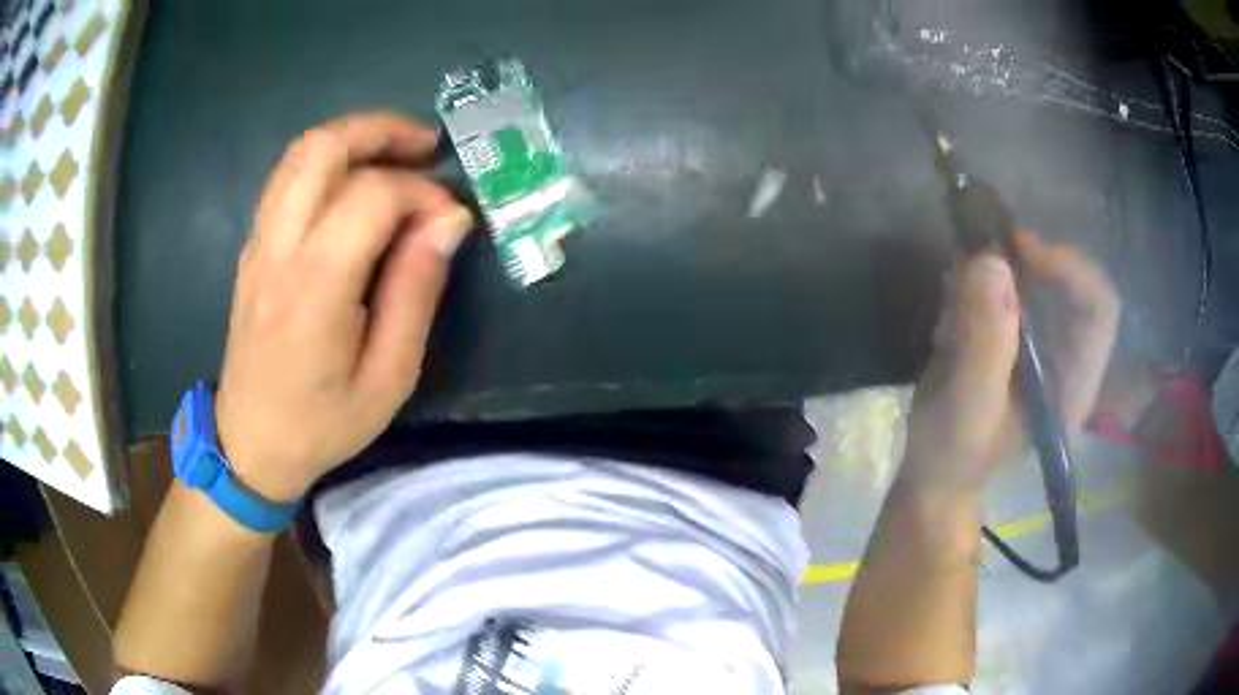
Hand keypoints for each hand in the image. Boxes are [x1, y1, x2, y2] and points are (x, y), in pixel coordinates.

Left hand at [214, 112, 473, 502]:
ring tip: (398, 154)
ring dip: (353, 138)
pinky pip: (288, 178)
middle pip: (322, 148)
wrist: (250, 444)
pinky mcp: (253, 247)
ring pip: (300, 153)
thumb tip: (449, 220)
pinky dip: (329, 162)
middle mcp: (278, 248)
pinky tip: (356, 185)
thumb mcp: (389, 377)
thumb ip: (417, 291)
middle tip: (427, 146)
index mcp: (314, 286)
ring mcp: (258, 243)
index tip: (451, 220)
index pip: (372, 195)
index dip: (422, 193)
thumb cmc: (323, 423)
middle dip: (381, 130)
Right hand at [900, 232, 1120, 493]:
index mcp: (1074, 383)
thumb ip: (985, 345)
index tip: (1018, 252)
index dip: (1068, 268)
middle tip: (977, 256)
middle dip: (1024, 263)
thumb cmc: (954, 456)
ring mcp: (1041, 345)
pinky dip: (977, 285)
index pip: (1099, 306)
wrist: (932, 474)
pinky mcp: (1015, 337)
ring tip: (952, 308)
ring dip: (992, 277)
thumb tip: (992, 263)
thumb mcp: (968, 408)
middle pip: (1068, 281)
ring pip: (1034, 279)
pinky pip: (1005, 288)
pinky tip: (950, 318)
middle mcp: (1067, 357)